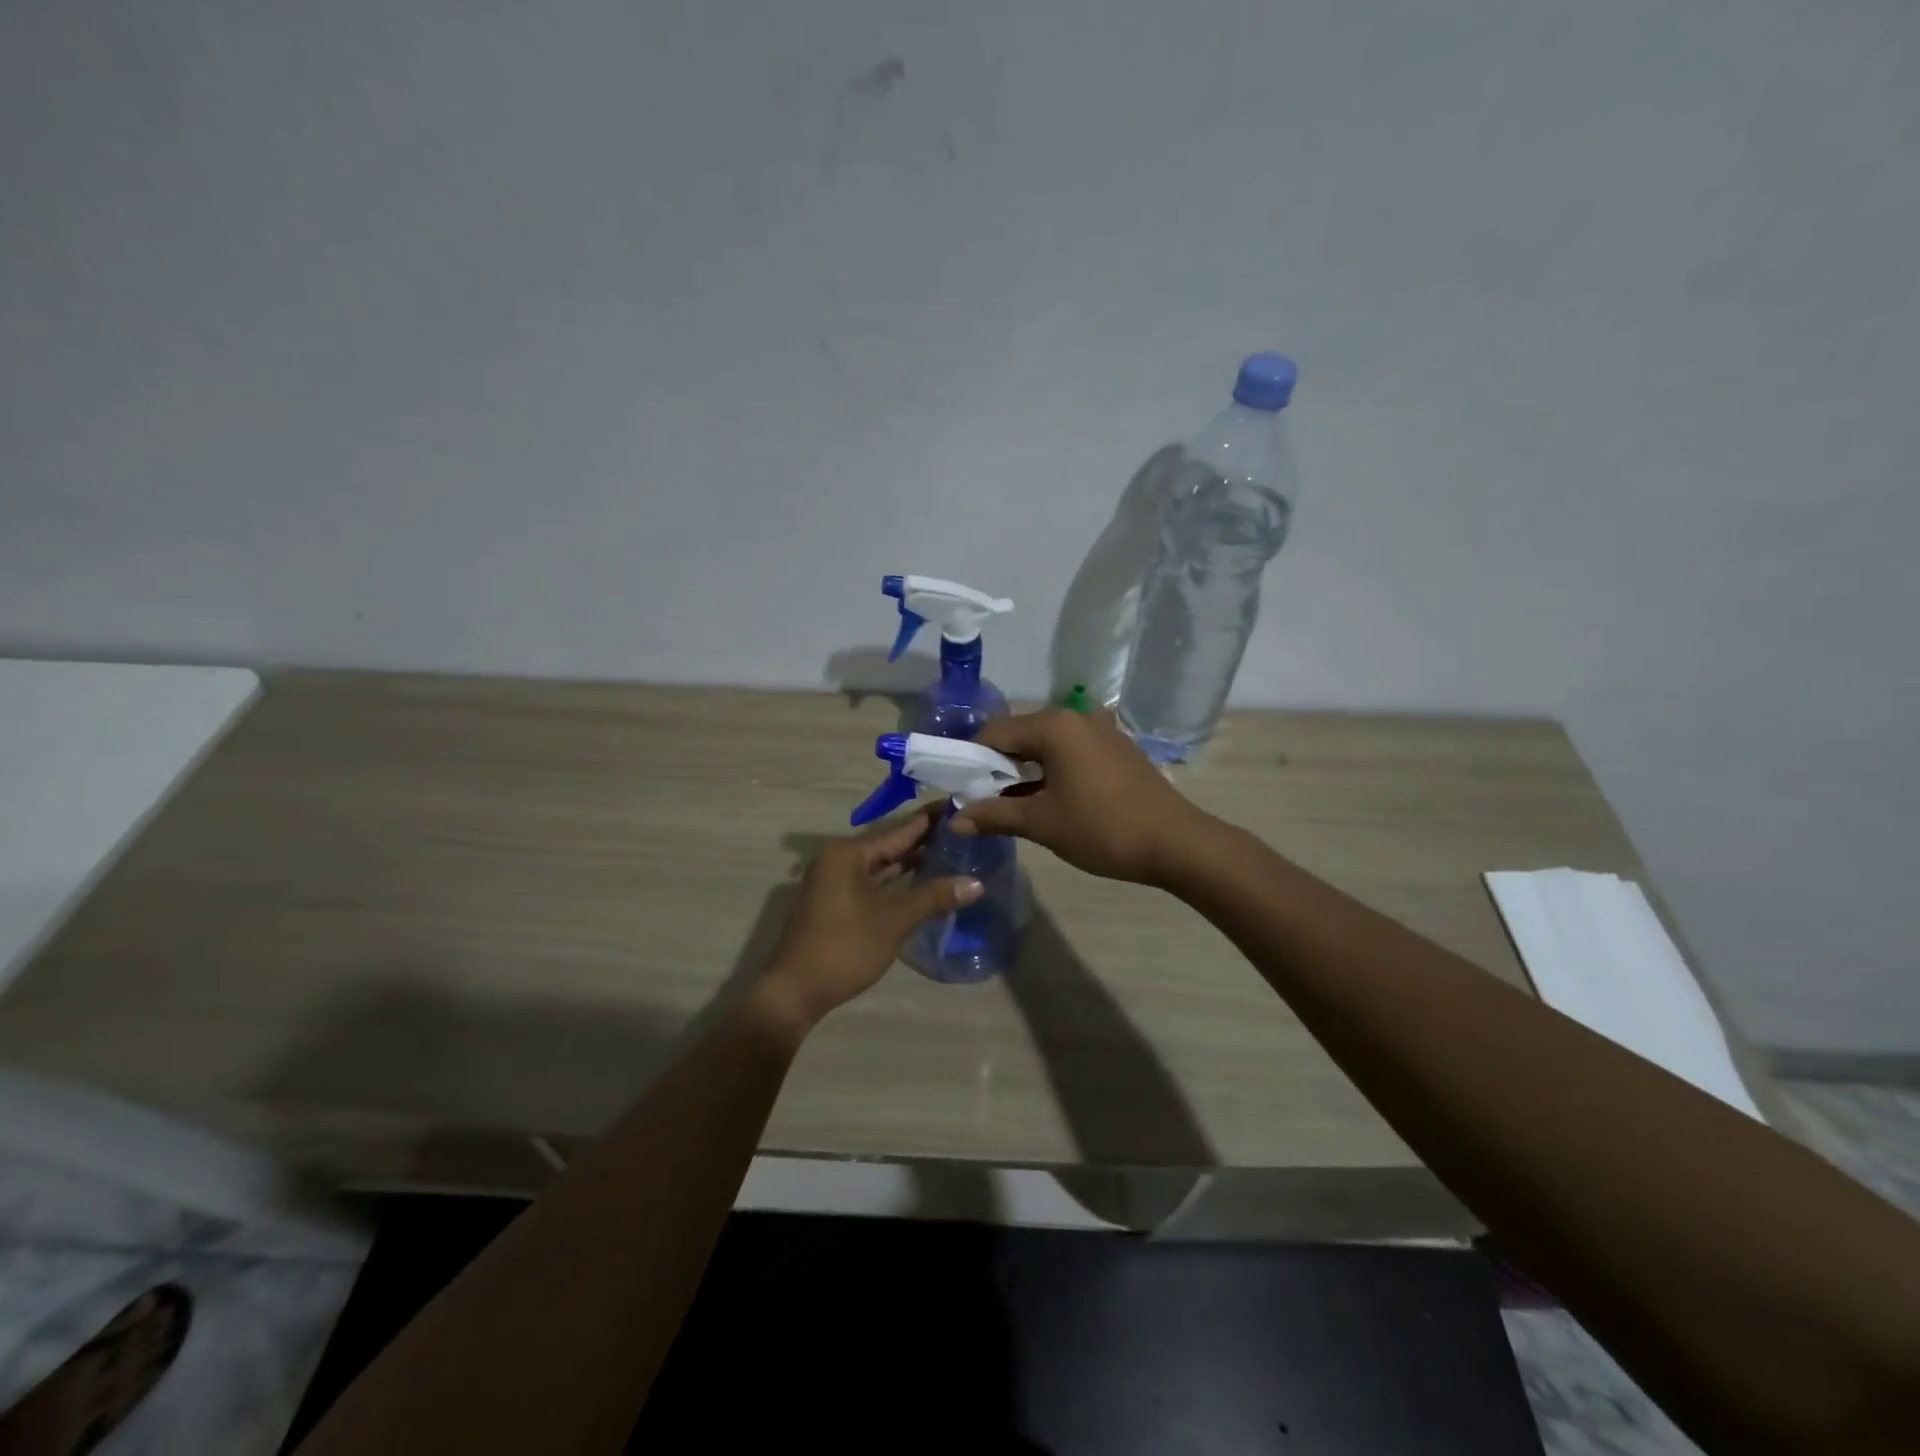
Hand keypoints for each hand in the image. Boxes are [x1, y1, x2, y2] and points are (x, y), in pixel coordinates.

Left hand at [758, 806, 983, 1027]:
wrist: (796, 992)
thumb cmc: (845, 947)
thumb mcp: (895, 920)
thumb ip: (934, 896)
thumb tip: (976, 883)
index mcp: (849, 854)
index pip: (899, 830)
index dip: (931, 820)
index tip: (960, 806)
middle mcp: (839, 860)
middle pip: (889, 846)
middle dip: (924, 841)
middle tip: (964, 831)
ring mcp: (835, 883)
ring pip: (881, 866)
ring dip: (911, 863)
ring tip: (951, 854)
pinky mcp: (836, 905)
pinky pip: (873, 883)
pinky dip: (896, 883)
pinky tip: (922, 884)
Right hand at [949, 709, 1214, 884]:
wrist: (1177, 843)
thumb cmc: (1103, 828)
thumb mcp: (1042, 823)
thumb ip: (993, 816)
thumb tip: (953, 821)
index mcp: (1054, 725)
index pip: (994, 732)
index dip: (970, 760)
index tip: (958, 789)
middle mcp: (1075, 717)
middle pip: (1019, 735)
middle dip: (996, 767)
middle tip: (981, 802)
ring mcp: (1100, 730)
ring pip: (1045, 745)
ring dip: (1023, 772)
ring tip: (1010, 805)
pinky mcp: (1115, 748)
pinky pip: (1069, 752)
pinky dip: (1050, 771)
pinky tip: (1046, 799)